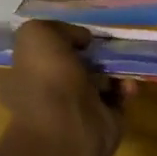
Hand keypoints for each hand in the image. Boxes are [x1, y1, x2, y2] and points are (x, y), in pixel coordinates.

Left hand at [1, 21, 132, 155]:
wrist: (68, 128)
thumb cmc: (47, 79)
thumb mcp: (37, 35)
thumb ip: (59, 28)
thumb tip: (83, 39)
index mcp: (29, 73)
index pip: (47, 52)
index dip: (65, 38)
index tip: (84, 32)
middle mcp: (51, 91)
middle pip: (77, 65)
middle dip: (95, 53)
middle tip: (109, 43)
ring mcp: (79, 108)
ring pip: (101, 80)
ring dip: (115, 68)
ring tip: (124, 60)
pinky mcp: (105, 120)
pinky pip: (119, 97)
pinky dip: (127, 87)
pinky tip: (127, 83)